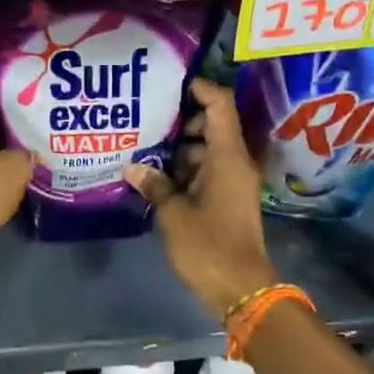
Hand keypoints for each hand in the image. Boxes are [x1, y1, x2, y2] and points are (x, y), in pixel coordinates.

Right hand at [127, 79, 277, 318]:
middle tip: (147, 121)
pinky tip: (157, 177)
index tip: (172, 85)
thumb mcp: (173, 214)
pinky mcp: (228, 200)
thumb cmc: (208, 246)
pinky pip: (207, 172)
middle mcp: (235, 163)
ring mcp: (233, 182)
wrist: (241, 289)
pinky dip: (186, 170)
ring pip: (207, 151)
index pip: (220, 105)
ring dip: (180, 150)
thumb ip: (154, 185)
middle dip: (182, 122)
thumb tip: (133, 167)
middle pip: (212, 126)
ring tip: (144, 150)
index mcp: (227, 157)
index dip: (200, 89)